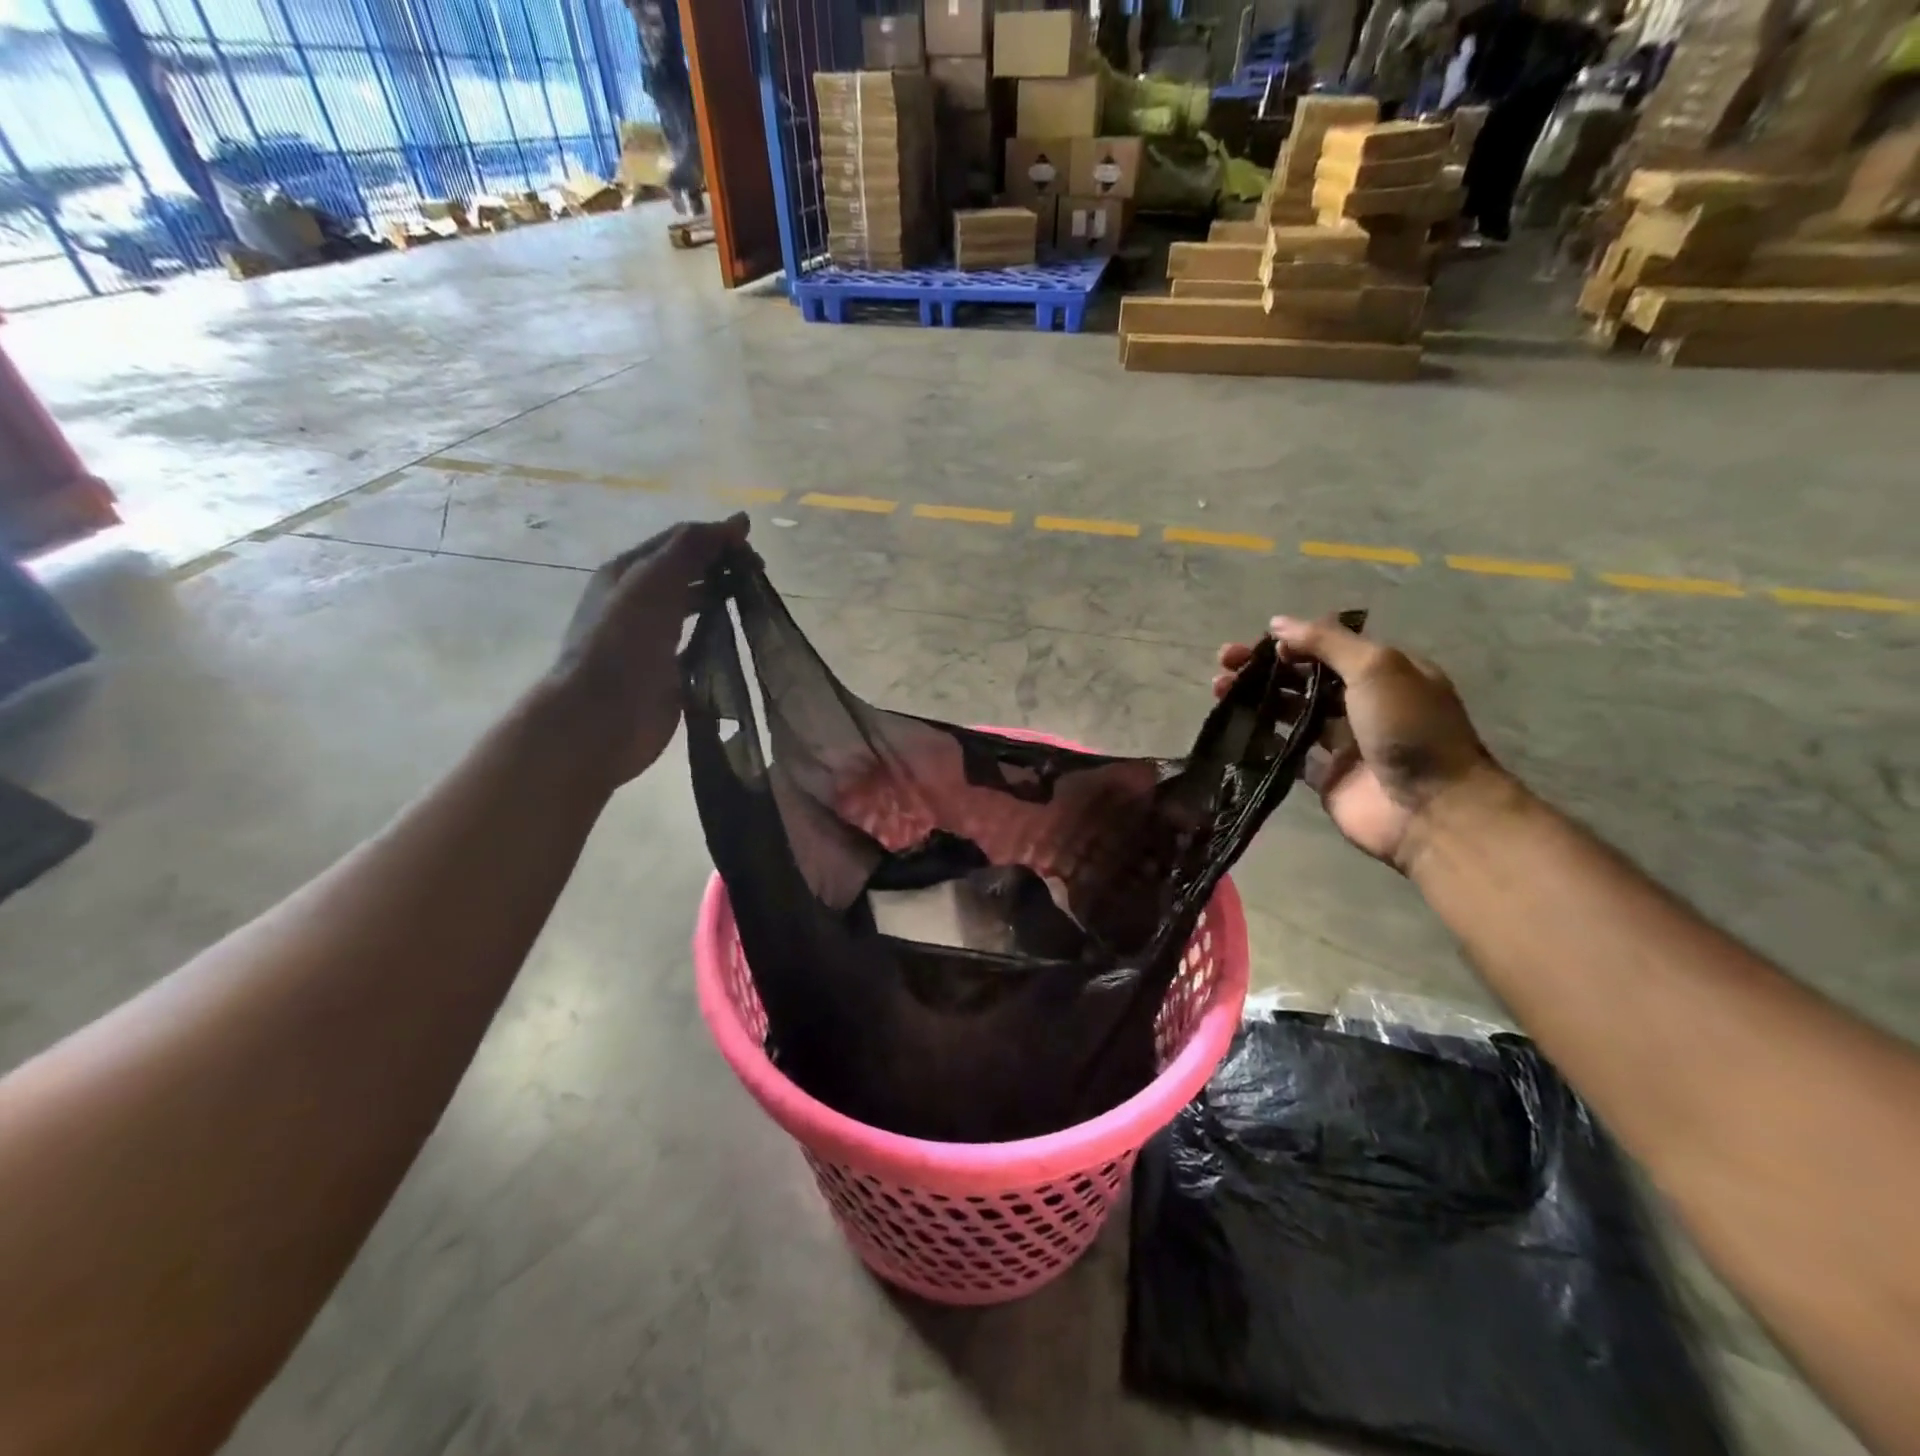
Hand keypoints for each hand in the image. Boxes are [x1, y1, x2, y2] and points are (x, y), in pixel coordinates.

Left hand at [550, 516, 750, 783]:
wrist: (602, 716)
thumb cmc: (624, 642)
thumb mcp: (655, 581)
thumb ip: (693, 548)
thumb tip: (738, 521)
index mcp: (628, 571)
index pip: (680, 541)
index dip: (718, 538)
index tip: (755, 552)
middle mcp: (638, 600)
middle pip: (688, 572)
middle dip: (724, 568)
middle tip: (759, 579)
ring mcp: (653, 637)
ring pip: (695, 607)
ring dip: (724, 599)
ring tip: (756, 604)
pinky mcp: (669, 670)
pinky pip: (700, 643)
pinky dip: (721, 635)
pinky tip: (742, 638)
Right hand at [1213, 615, 1503, 870]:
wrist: (1429, 808)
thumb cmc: (1407, 728)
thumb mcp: (1376, 668)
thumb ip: (1326, 642)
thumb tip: (1277, 623)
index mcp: (1383, 672)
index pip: (1328, 647)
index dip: (1291, 643)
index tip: (1259, 646)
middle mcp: (1362, 703)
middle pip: (1303, 678)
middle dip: (1264, 668)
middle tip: (1224, 664)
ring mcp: (1342, 741)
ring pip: (1290, 712)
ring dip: (1257, 699)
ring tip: (1220, 693)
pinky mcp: (1324, 775)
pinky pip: (1286, 752)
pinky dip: (1261, 740)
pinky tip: (1234, 729)